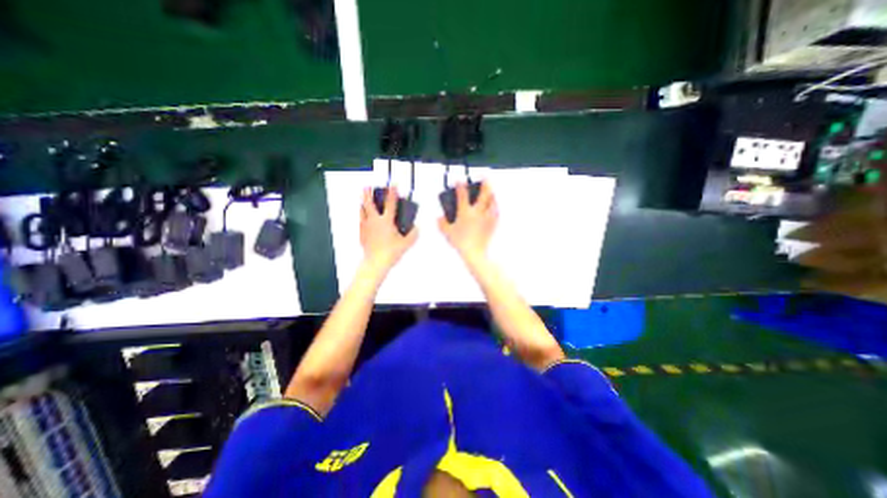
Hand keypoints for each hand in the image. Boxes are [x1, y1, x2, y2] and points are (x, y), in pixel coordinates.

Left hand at [359, 187, 417, 273]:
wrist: (376, 262)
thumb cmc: (391, 252)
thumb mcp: (406, 243)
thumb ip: (413, 234)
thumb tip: (416, 228)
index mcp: (386, 221)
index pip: (390, 203)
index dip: (393, 193)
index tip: (393, 185)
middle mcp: (374, 221)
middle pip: (369, 203)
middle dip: (368, 193)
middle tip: (368, 187)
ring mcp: (366, 226)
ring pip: (362, 210)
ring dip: (363, 203)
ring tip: (365, 201)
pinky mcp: (361, 233)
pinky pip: (361, 220)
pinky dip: (363, 216)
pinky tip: (365, 218)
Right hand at [438, 181, 497, 260]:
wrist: (474, 253)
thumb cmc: (460, 243)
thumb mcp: (447, 233)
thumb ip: (441, 224)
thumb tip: (439, 217)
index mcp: (465, 212)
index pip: (462, 194)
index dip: (460, 185)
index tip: (459, 181)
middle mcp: (477, 212)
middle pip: (484, 194)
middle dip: (485, 184)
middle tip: (485, 177)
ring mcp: (486, 218)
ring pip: (492, 202)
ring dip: (492, 195)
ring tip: (491, 192)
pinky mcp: (492, 224)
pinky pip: (496, 212)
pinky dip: (495, 207)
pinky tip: (494, 207)